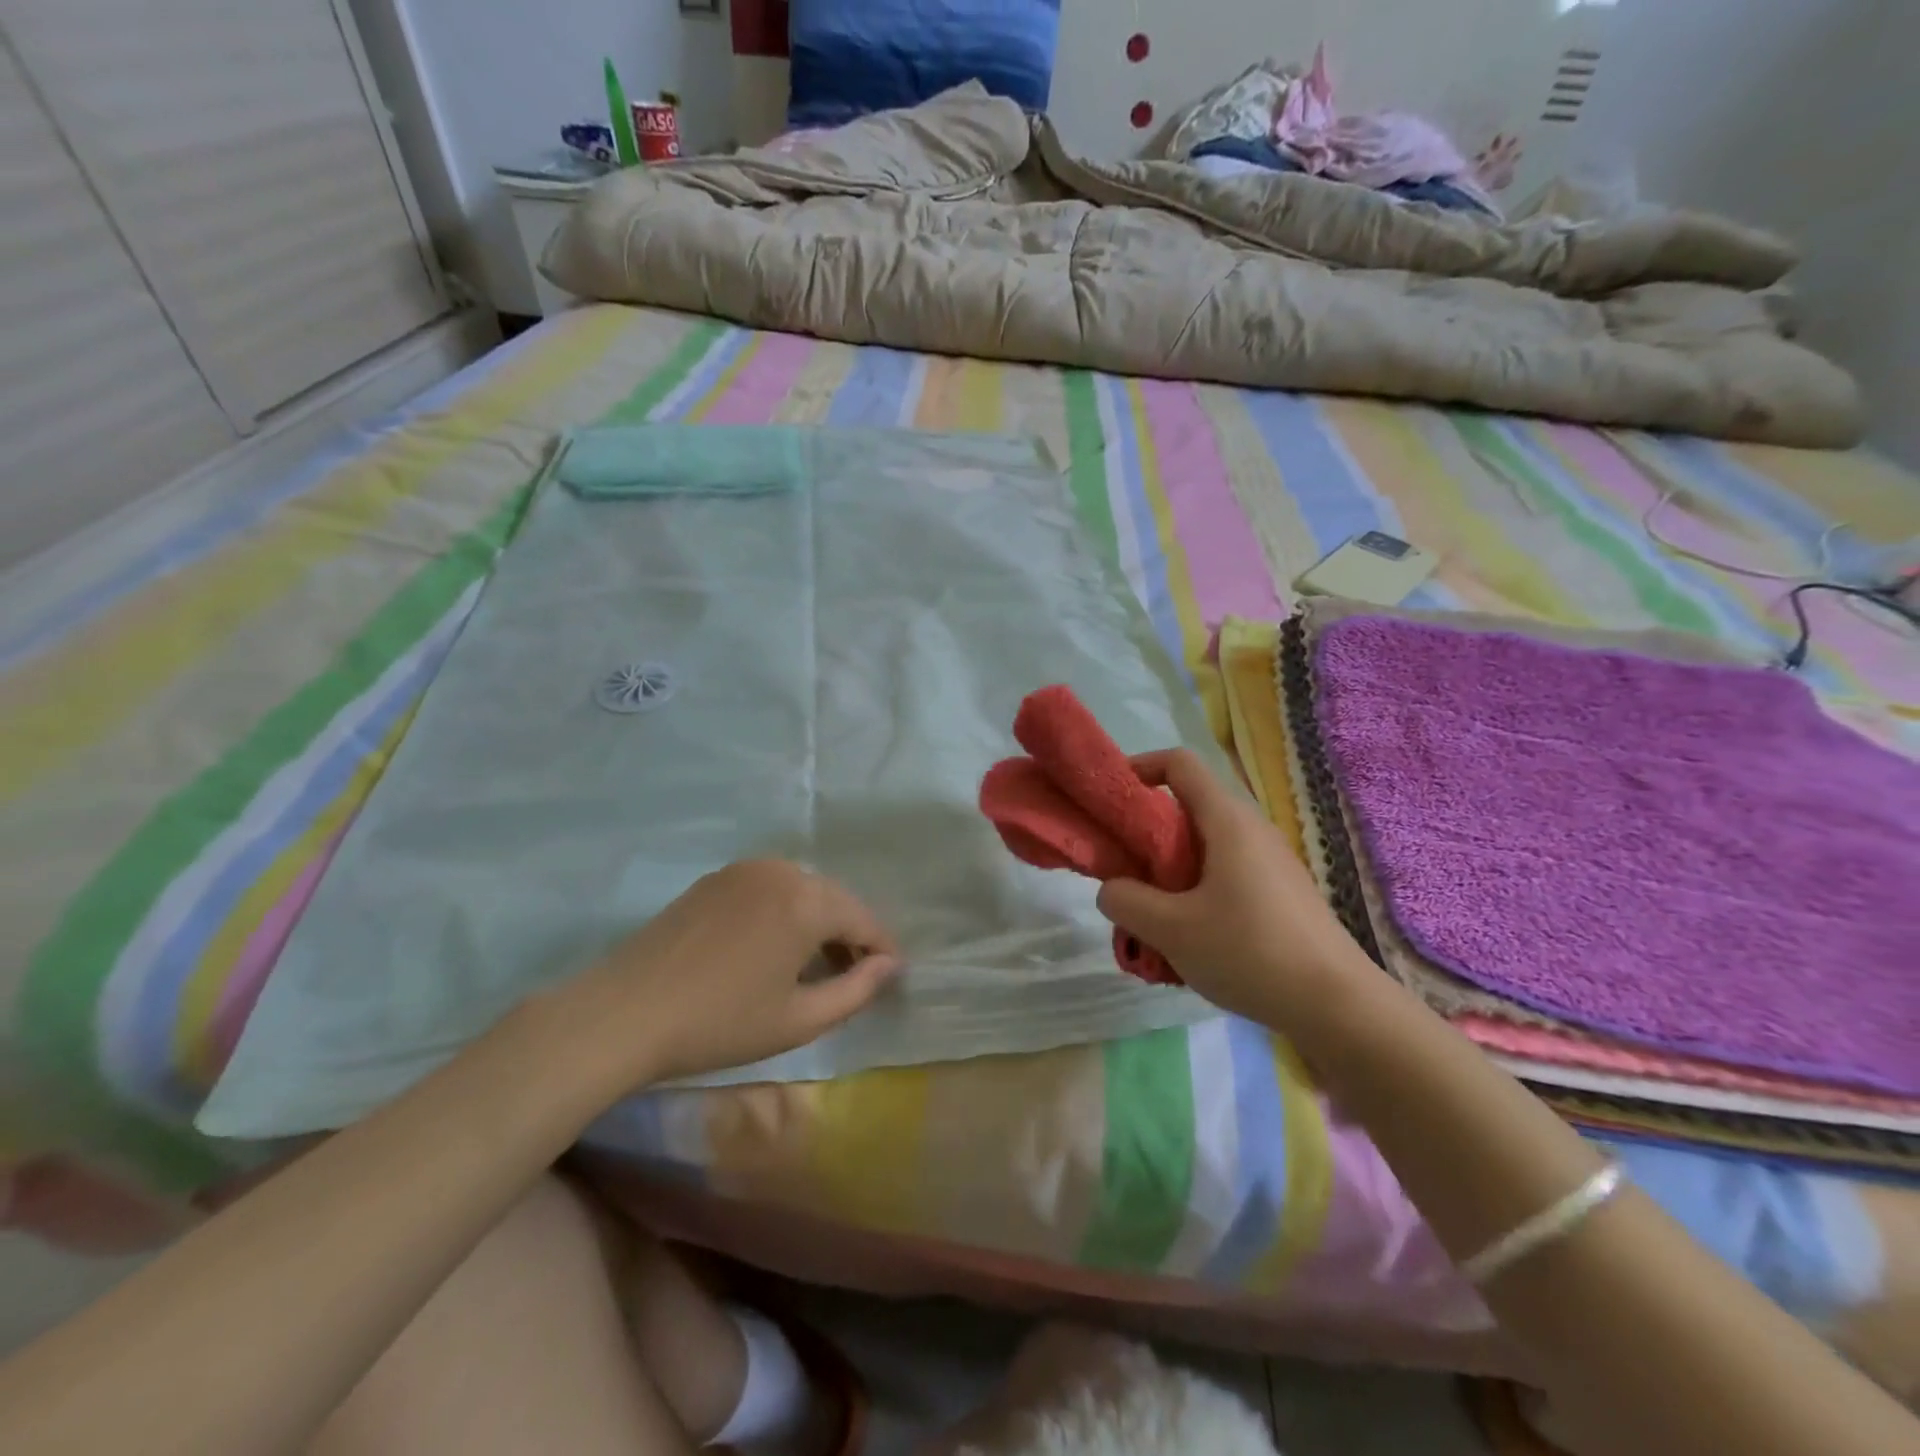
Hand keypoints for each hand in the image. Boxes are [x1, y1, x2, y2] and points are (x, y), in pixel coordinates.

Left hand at [560, 860, 901, 1088]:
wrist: (624, 1013)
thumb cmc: (720, 1023)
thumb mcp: (798, 1020)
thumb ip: (856, 990)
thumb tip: (889, 965)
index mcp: (807, 901)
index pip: (863, 920)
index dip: (881, 950)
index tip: (892, 977)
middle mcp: (781, 871)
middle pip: (834, 900)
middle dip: (851, 934)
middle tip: (856, 975)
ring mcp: (745, 870)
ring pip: (802, 891)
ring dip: (818, 922)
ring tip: (816, 964)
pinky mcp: (716, 879)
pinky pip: (769, 889)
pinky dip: (785, 912)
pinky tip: (775, 946)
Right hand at [1096, 750, 1364, 1028]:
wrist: (1338, 1006)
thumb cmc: (1250, 952)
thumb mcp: (1171, 930)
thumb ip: (1126, 901)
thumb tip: (1112, 888)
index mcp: (1227, 821)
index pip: (1179, 763)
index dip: (1139, 768)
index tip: (1110, 801)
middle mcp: (1250, 830)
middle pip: (1186, 808)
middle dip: (1145, 835)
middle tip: (1122, 873)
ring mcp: (1269, 862)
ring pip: (1203, 847)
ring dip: (1168, 872)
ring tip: (1150, 917)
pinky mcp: (1278, 894)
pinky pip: (1223, 875)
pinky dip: (1194, 893)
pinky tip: (1189, 940)